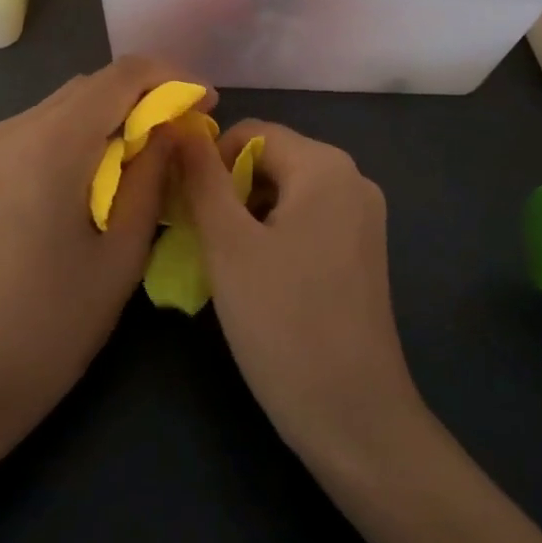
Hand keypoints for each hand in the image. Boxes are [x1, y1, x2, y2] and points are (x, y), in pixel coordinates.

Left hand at [0, 56, 211, 451]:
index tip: (208, 102)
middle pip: (94, 83)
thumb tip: (175, 128)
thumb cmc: (55, 322)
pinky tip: (110, 166)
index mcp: (51, 143)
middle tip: (188, 130)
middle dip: (148, 94)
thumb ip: (152, 176)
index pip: (121, 75)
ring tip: (155, 150)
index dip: (172, 76)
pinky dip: (88, 129)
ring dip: (118, 111)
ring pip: (71, 100)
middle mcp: (16, 127)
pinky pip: (49, 124)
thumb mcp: (123, 252)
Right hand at [177, 121, 421, 460]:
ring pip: (284, 193)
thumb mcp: (228, 244)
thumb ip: (201, 177)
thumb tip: (179, 126)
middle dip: (227, 191)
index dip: (209, 162)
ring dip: (246, 216)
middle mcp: (352, 180)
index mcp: (325, 166)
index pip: (251, 133)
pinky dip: (272, 236)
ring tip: (225, 265)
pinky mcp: (361, 252)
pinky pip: (306, 221)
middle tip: (201, 241)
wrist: (354, 417)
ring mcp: (362, 218)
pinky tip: (257, 279)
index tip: (188, 210)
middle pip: (270, 160)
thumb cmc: (283, 322)